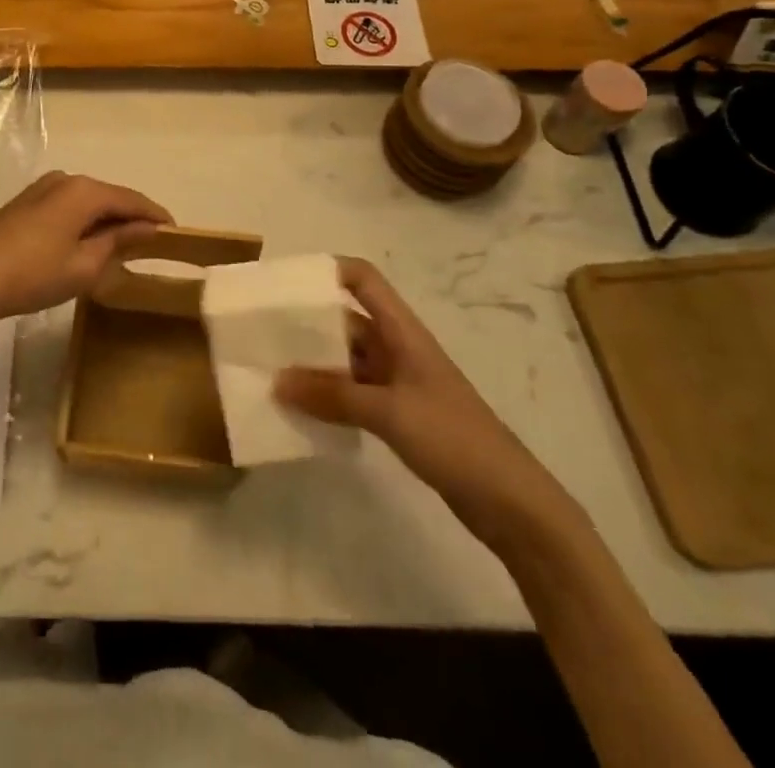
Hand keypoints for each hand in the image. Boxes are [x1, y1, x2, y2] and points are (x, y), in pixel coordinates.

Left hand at [0, 171, 170, 325]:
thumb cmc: (33, 274)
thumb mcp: (84, 264)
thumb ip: (118, 241)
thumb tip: (147, 228)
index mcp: (84, 191)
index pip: (131, 199)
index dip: (155, 215)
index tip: (176, 232)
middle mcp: (65, 179)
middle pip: (109, 196)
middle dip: (131, 217)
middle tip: (152, 242)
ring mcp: (42, 188)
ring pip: (87, 200)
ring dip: (106, 219)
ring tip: (123, 244)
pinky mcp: (25, 202)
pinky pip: (68, 205)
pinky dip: (84, 220)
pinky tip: (87, 240)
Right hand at [275, 259, 580, 551]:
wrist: (513, 505)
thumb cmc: (455, 439)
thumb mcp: (389, 412)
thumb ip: (332, 395)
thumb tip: (277, 380)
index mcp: (402, 331)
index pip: (363, 279)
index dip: (328, 270)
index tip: (285, 280)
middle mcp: (397, 348)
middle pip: (346, 319)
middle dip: (307, 321)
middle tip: (261, 328)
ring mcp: (398, 383)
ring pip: (346, 359)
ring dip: (313, 362)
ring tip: (270, 367)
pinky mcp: (399, 415)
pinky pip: (352, 392)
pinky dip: (327, 394)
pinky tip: (300, 407)